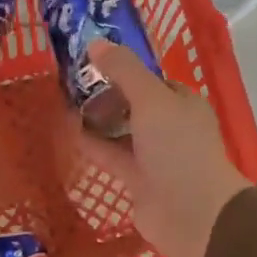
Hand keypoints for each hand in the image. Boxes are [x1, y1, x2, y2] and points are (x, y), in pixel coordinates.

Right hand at [71, 42, 253, 256]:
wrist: (193, 213)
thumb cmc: (177, 147)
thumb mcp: (150, 99)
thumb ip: (124, 70)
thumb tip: (95, 44)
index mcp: (182, 102)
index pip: (151, 79)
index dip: (123, 70)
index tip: (91, 63)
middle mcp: (171, 126)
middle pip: (134, 105)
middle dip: (107, 95)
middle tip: (70, 84)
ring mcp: (156, 156)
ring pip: (122, 131)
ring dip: (98, 121)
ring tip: (64, 104)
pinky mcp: (140, 182)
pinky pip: (114, 158)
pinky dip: (95, 146)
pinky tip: (70, 134)